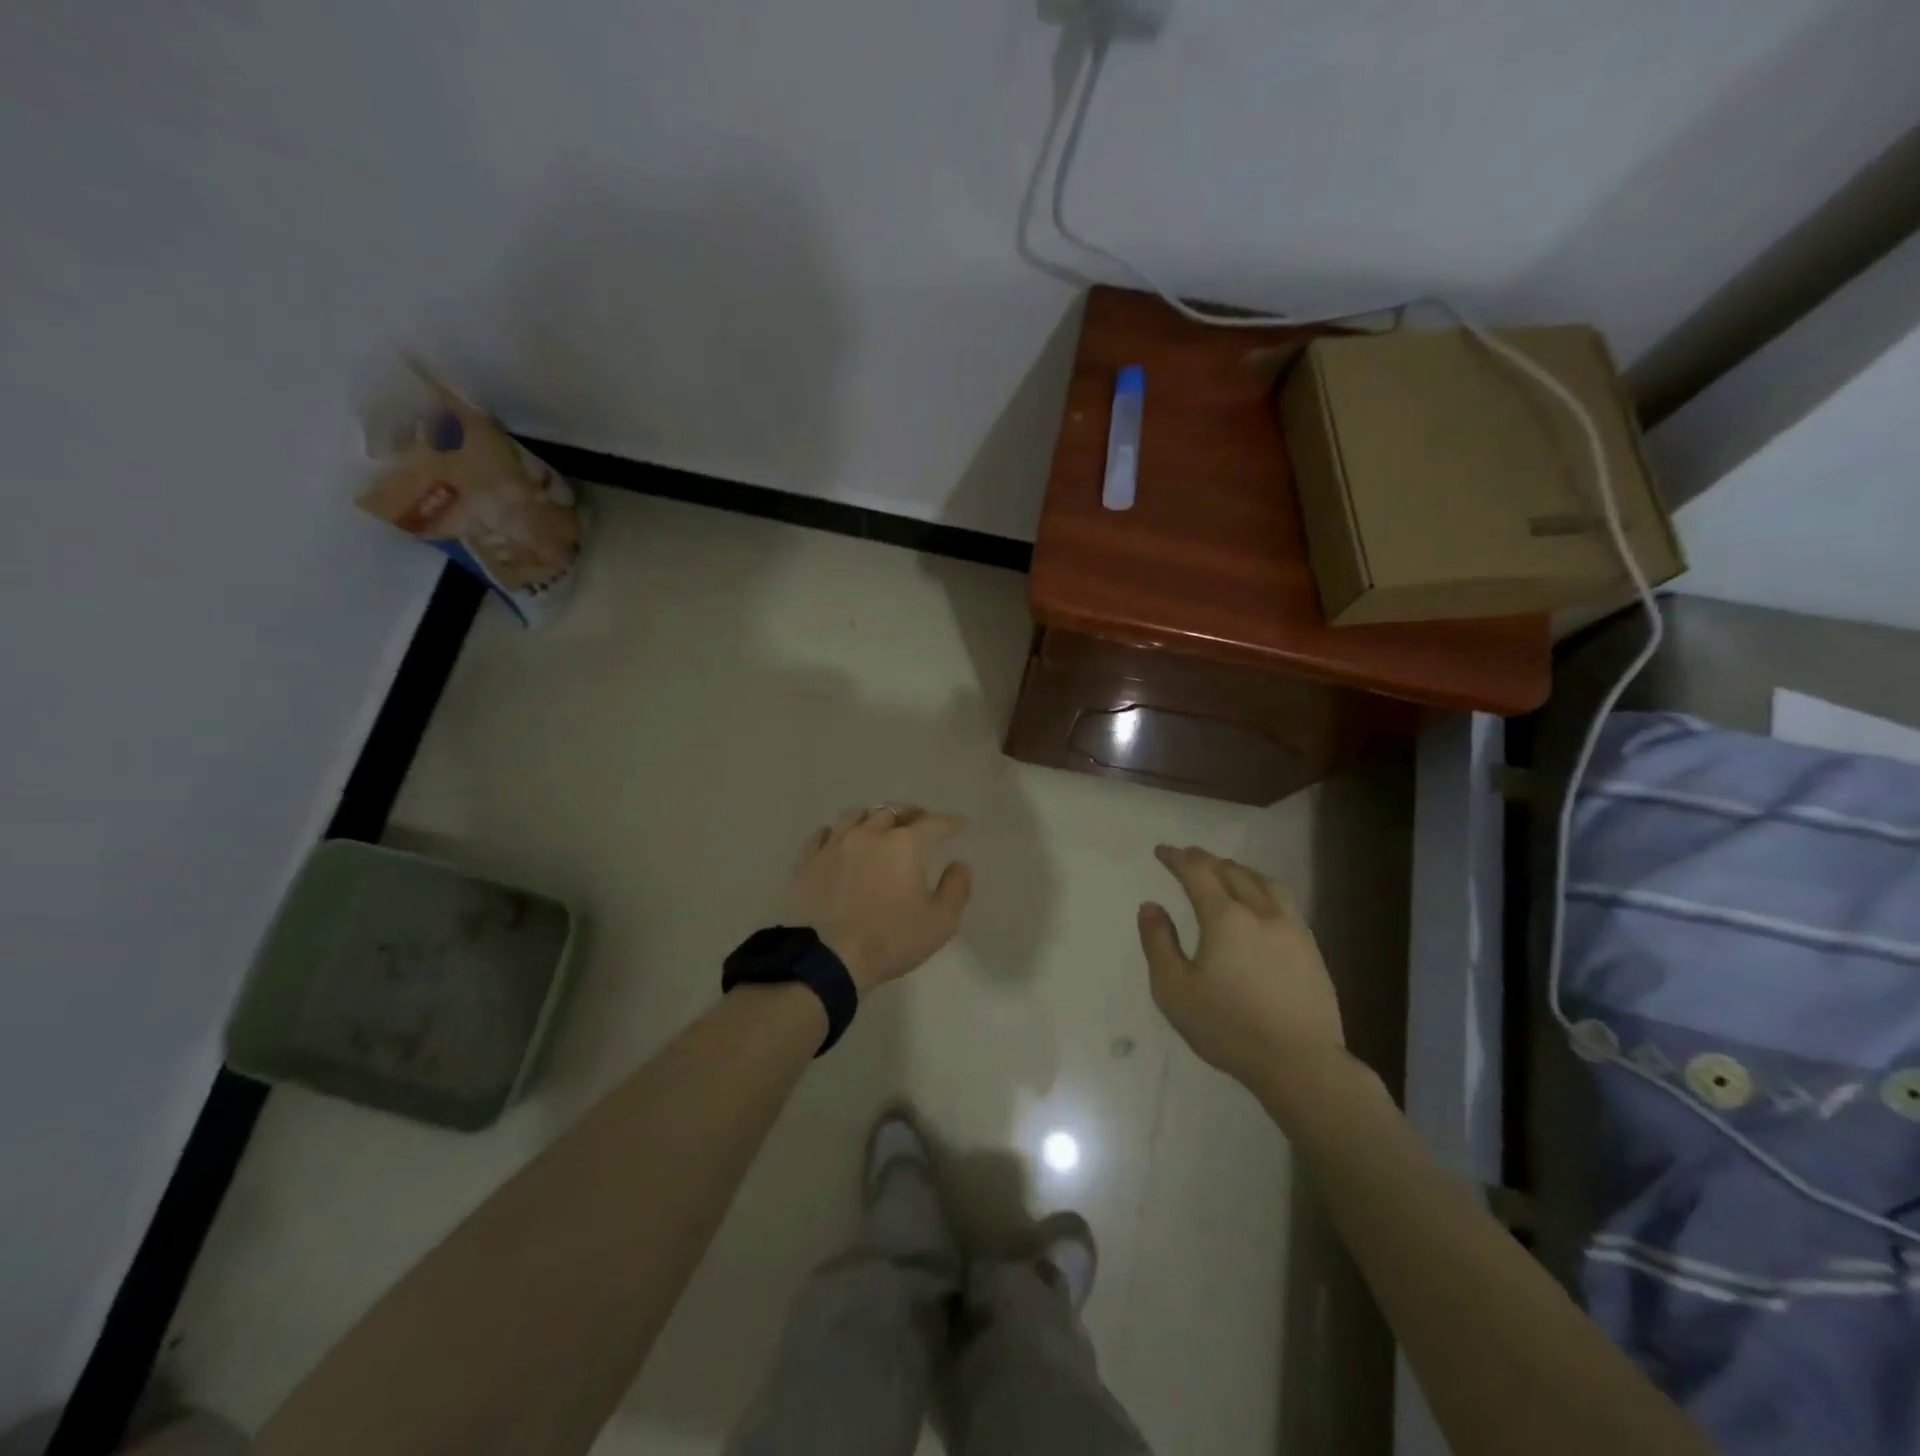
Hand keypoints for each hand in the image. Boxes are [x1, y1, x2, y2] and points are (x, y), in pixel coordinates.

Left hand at [782, 805, 972, 995]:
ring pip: (855, 815)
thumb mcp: (940, 922)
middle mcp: (870, 834)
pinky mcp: (807, 860)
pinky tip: (838, 840)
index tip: (961, 825)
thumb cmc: (889, 940)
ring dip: (873, 817)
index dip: (951, 822)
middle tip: (920, 822)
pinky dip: (836, 832)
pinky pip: (822, 834)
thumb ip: (956, 888)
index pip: (934, 823)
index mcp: (905, 844)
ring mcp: (834, 844)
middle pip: (893, 811)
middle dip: (912, 814)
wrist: (826, 959)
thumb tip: (959, 865)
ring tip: (878, 826)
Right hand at [1138, 845, 1344, 1089]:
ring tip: (1224, 872)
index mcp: (1225, 917)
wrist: (1300, 1064)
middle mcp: (1261, 912)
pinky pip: (1283, 901)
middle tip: (1186, 858)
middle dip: (1205, 860)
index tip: (1161, 851)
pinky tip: (1259, 904)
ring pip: (1263, 882)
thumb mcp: (1174, 990)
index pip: (1198, 872)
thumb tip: (1151, 906)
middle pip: (1232, 871)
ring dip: (1238, 870)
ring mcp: (1292, 929)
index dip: (1177, 858)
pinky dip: (1262, 889)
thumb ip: (1158, 943)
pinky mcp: (1311, 948)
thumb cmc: (1228, 1028)